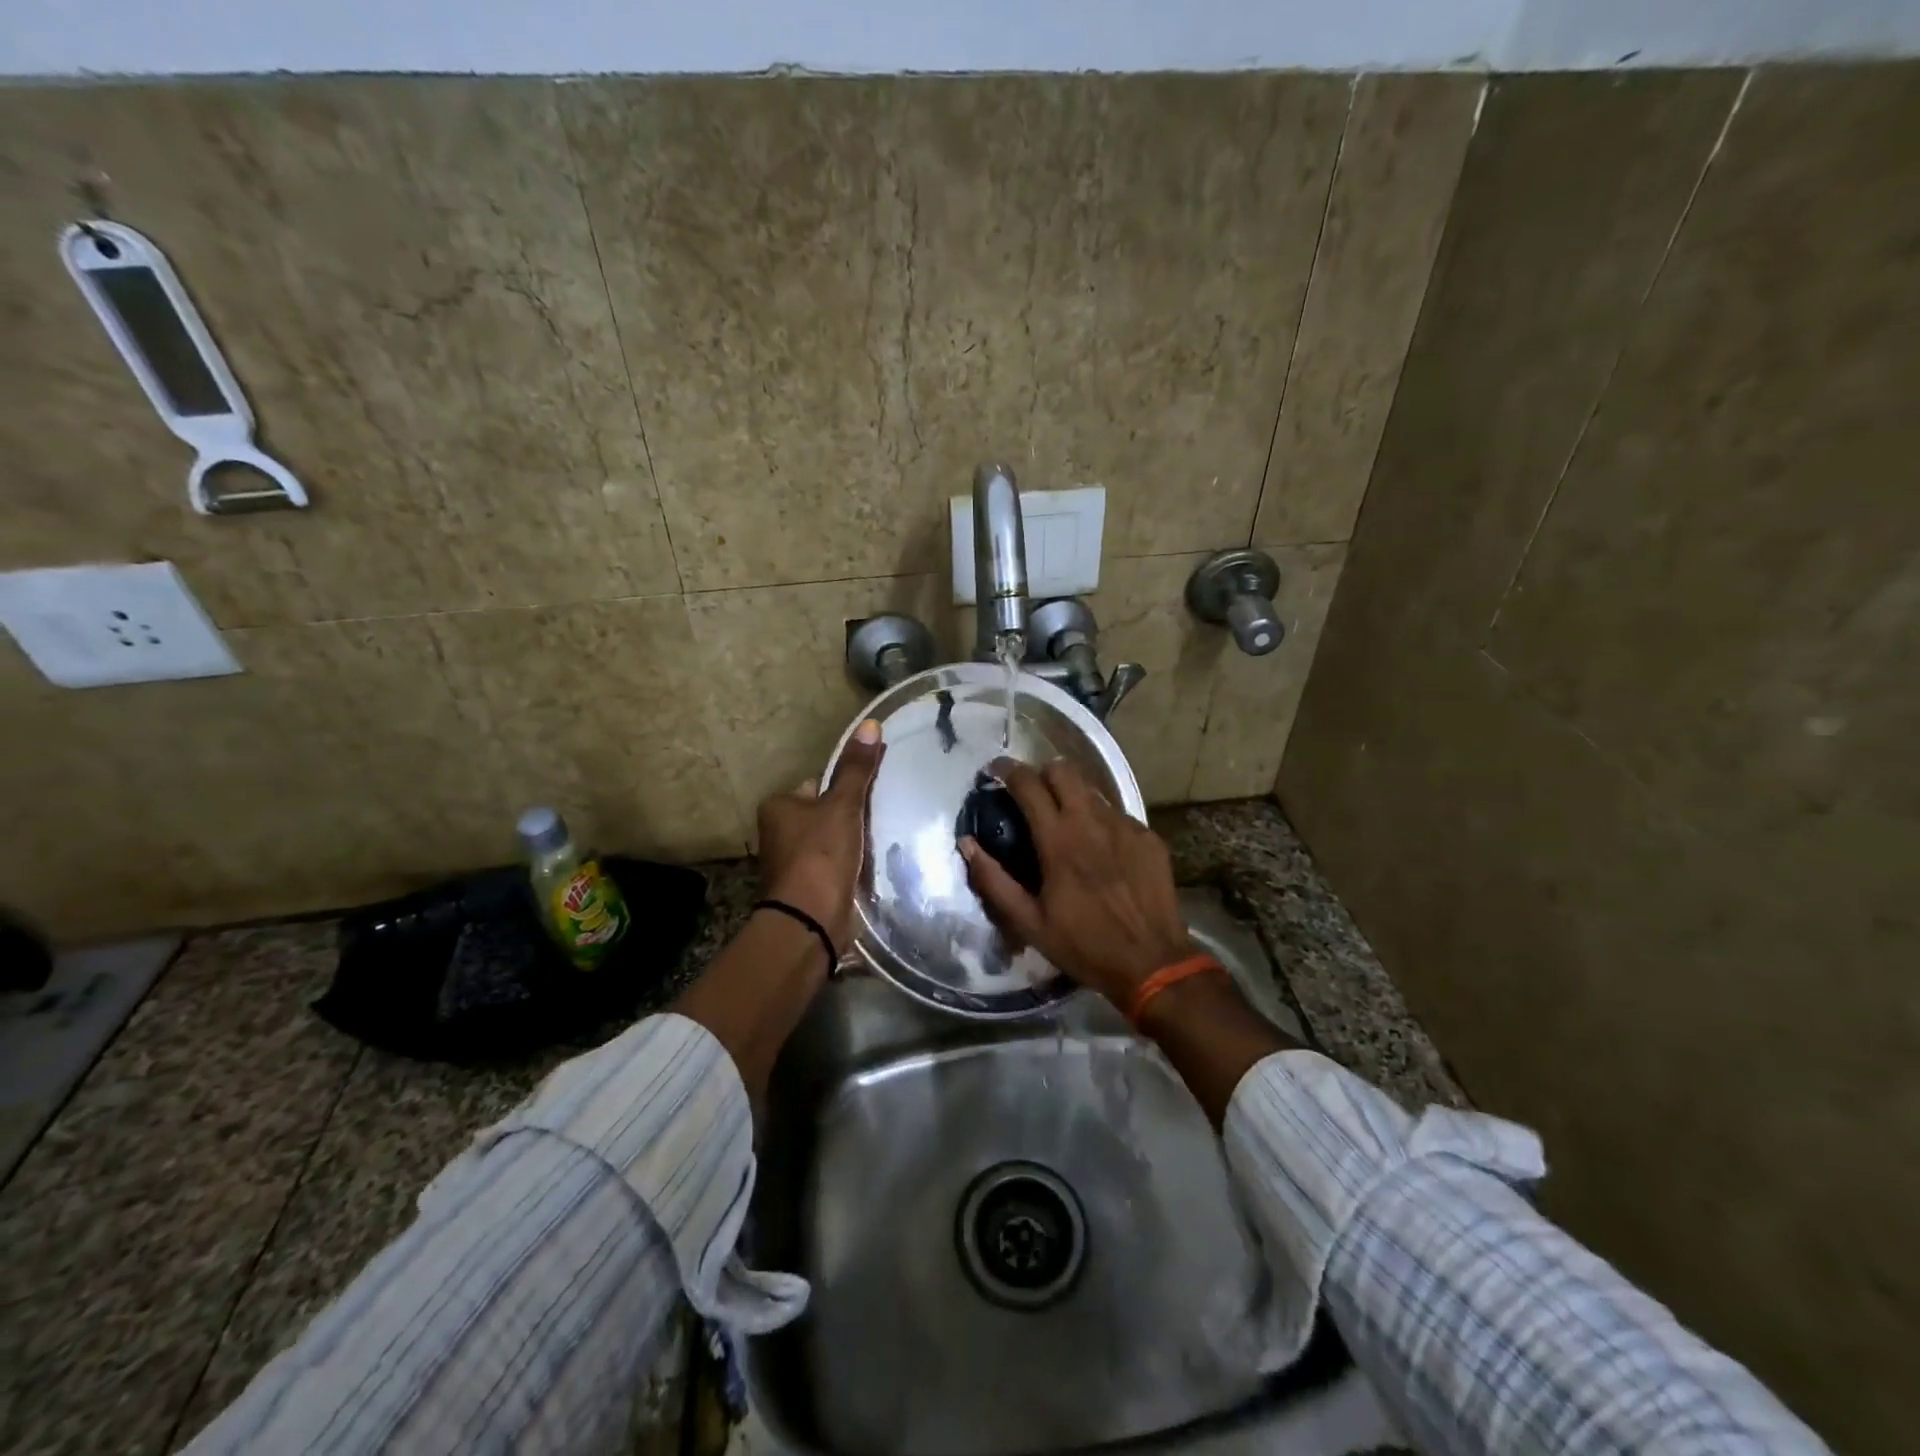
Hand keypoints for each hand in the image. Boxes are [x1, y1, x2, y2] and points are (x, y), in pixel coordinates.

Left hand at [756, 718, 884, 950]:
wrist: (810, 919)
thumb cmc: (821, 853)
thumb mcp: (843, 805)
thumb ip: (857, 769)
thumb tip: (870, 724)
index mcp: (778, 806)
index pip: (815, 784)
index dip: (843, 787)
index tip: (870, 793)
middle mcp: (778, 833)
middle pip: (823, 813)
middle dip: (848, 817)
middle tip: (879, 816)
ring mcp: (790, 863)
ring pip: (829, 841)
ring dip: (850, 843)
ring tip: (879, 841)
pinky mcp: (806, 888)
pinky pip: (832, 866)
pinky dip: (848, 865)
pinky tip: (868, 866)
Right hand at [959, 756, 1193, 1009]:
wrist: (1152, 964)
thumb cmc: (1084, 945)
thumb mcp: (1029, 922)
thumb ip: (993, 880)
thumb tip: (966, 844)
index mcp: (1058, 840)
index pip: (1028, 784)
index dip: (1007, 770)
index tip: (994, 770)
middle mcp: (1092, 822)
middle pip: (1063, 770)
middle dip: (1042, 773)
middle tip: (1032, 794)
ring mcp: (1125, 826)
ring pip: (1091, 790)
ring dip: (1072, 796)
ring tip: (1065, 821)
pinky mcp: (1148, 837)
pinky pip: (1117, 814)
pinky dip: (1100, 821)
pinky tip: (1100, 848)